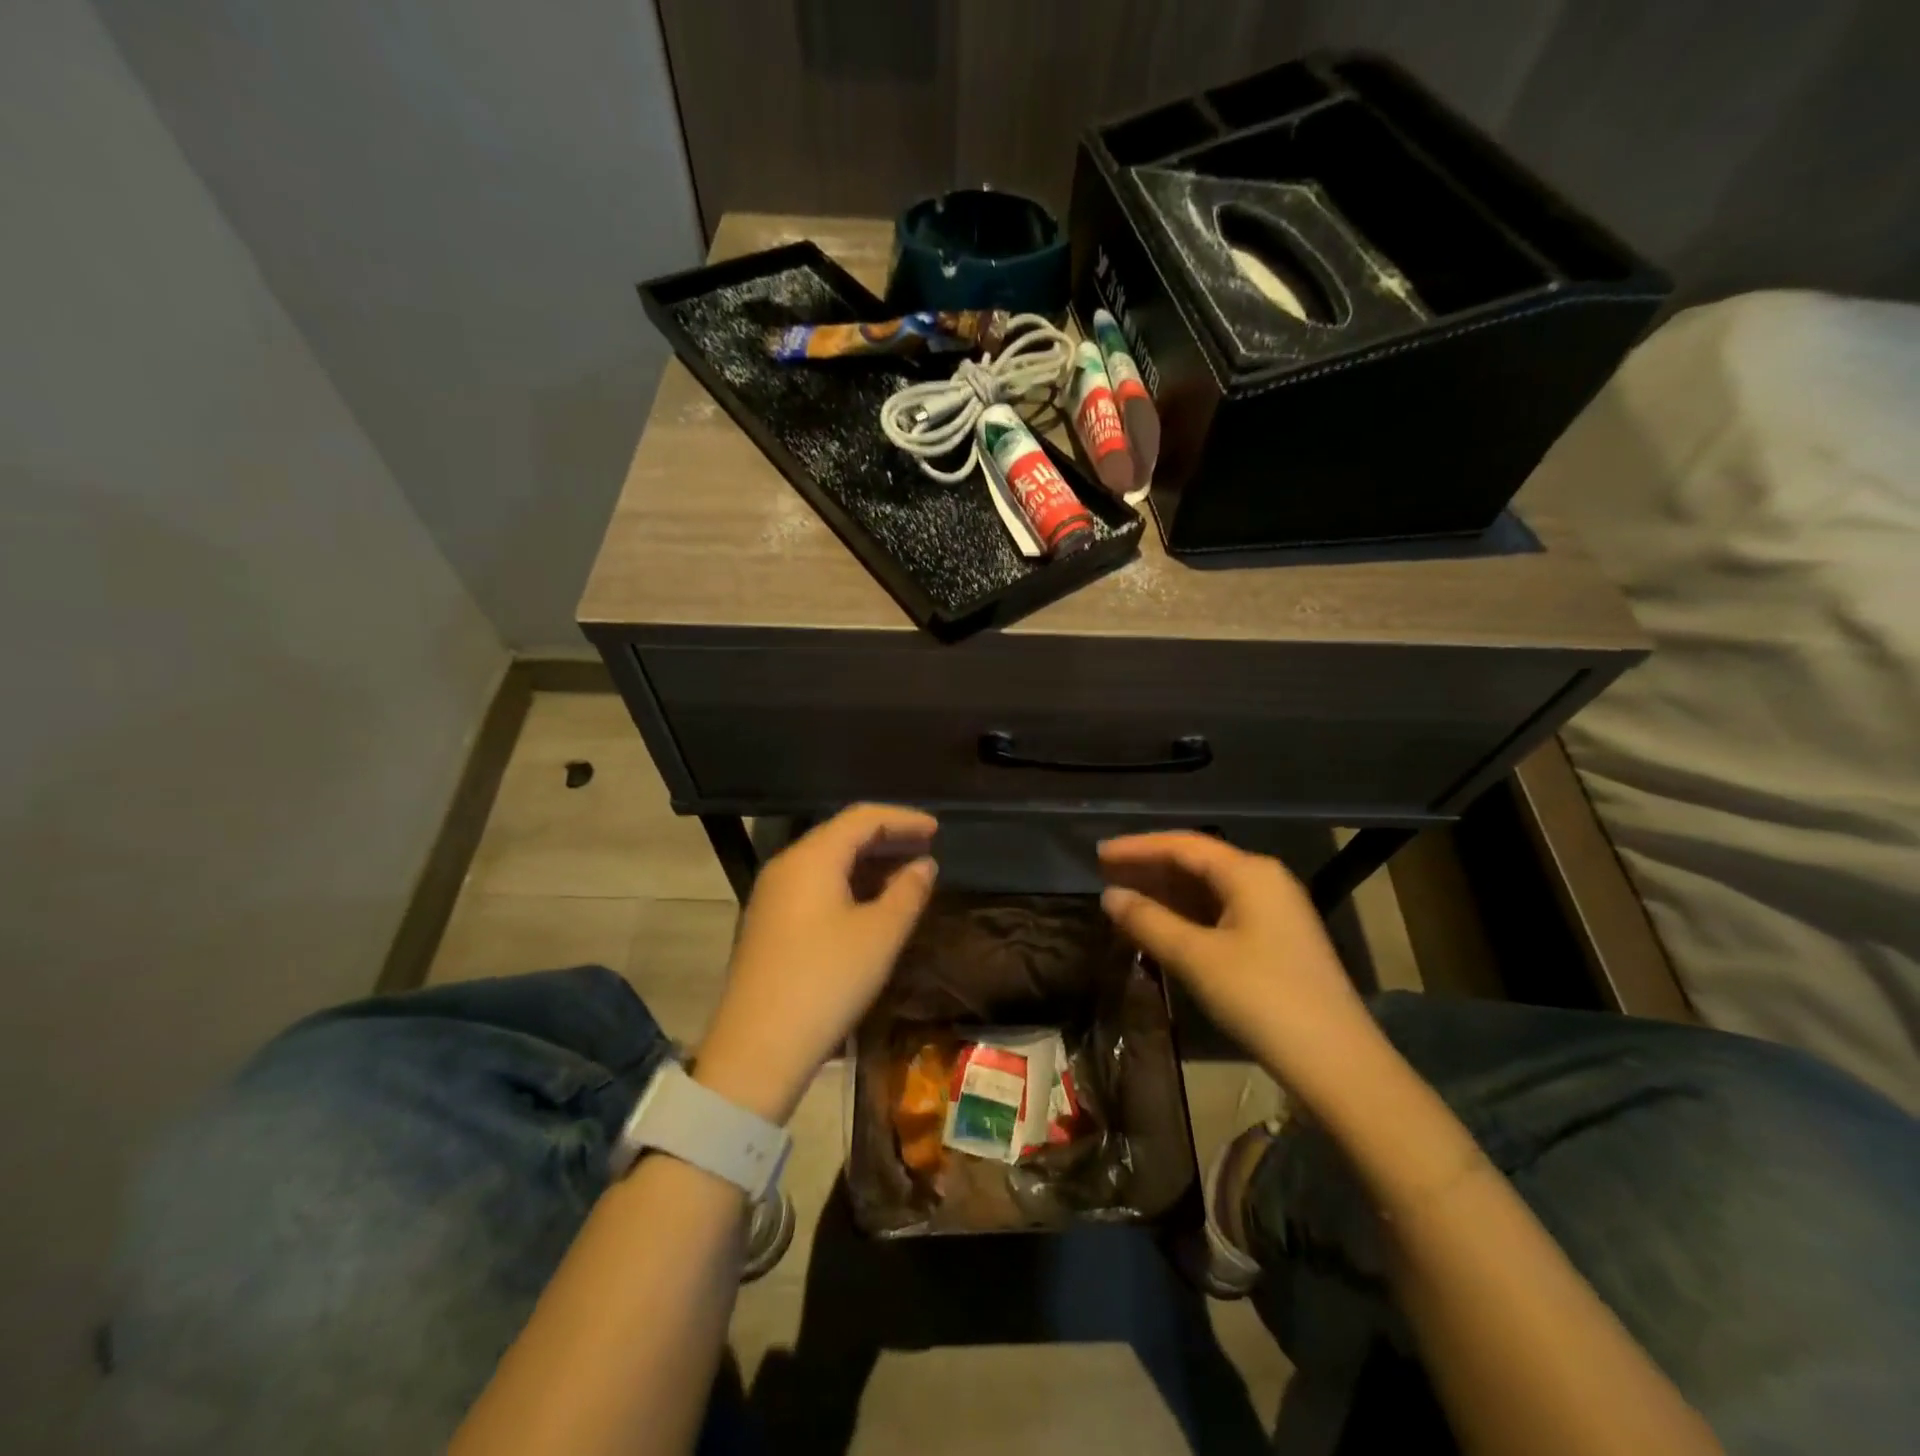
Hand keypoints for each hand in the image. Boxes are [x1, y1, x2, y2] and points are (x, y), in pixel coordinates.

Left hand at [694, 805, 938, 1123]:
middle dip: (887, 838)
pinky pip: (816, 886)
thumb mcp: (880, 935)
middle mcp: (787, 866)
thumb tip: (924, 865)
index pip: (862, 818)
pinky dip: (849, 885)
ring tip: (908, 876)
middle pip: (842, 835)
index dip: (903, 819)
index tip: (937, 830)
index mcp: (812, 858)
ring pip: (828, 862)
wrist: (758, 1048)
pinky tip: (872, 905)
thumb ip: (908, 892)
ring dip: (869, 864)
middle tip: (927, 848)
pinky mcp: (770, 924)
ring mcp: (773, 896)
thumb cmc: (827, 982)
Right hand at [1098, 832, 1380, 1102]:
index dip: (1137, 847)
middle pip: (1197, 862)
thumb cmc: (1261, 998)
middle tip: (1105, 872)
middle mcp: (1264, 880)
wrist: (1336, 1061)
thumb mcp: (1196, 958)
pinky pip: (1221, 912)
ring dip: (1166, 892)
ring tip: (1124, 896)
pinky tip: (1162, 925)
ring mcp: (1274, 911)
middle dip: (1150, 866)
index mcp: (1249, 872)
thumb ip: (1148, 921)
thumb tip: (1109, 896)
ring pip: (1209, 889)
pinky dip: (1187, 914)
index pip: (1183, 845)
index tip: (1098, 853)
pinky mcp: (1276, 940)